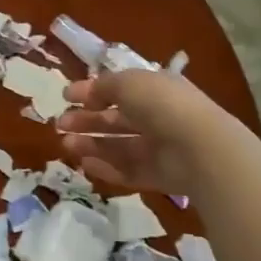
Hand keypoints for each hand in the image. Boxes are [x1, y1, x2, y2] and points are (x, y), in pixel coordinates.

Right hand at [57, 70, 230, 193]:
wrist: (199, 148)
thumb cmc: (161, 105)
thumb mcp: (127, 83)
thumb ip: (102, 87)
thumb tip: (85, 96)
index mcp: (154, 90)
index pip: (119, 89)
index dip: (92, 91)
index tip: (66, 96)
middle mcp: (157, 117)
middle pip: (116, 120)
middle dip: (87, 121)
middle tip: (60, 124)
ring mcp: (159, 149)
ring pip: (119, 146)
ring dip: (91, 144)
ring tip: (66, 145)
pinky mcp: (159, 176)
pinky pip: (128, 171)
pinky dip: (106, 168)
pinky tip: (85, 164)